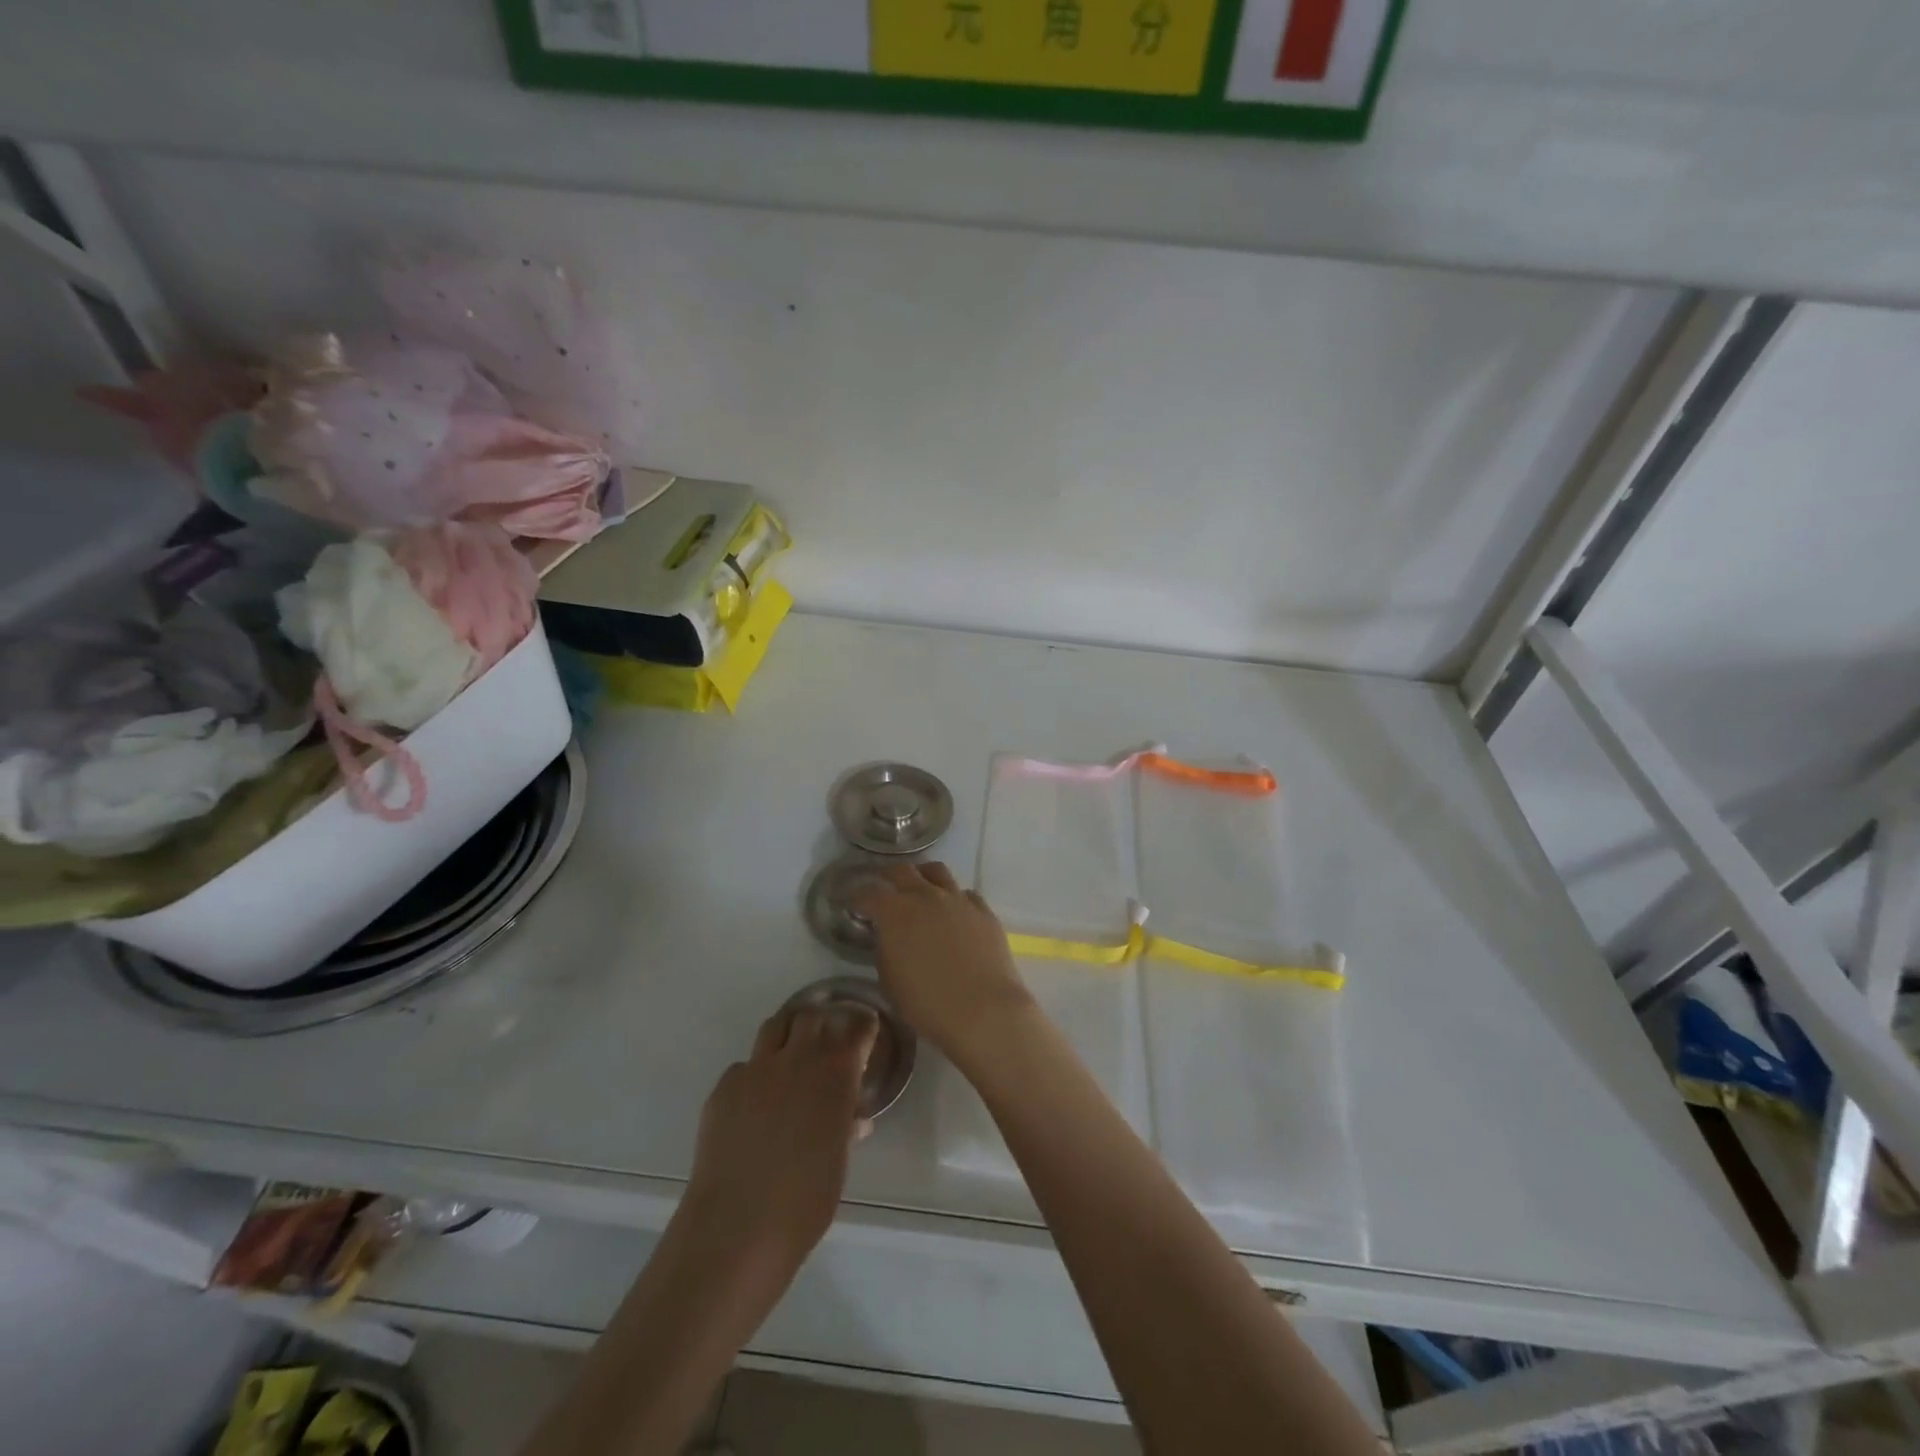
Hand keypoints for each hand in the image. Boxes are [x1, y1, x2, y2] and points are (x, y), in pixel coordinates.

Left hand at [681, 1006, 878, 1285]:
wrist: (738, 1227)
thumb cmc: (805, 1201)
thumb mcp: (838, 1162)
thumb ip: (845, 1128)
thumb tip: (853, 1118)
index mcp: (835, 1074)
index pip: (856, 1028)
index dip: (862, 1026)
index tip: (866, 1030)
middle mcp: (797, 1059)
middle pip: (812, 1017)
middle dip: (823, 1023)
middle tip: (828, 1041)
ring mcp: (756, 1069)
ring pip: (775, 1027)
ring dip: (788, 1035)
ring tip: (791, 1055)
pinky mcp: (724, 1088)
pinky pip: (744, 1066)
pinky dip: (755, 1073)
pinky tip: (755, 1101)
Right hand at [851, 862, 1035, 1064]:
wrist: (983, 1010)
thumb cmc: (928, 1003)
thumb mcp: (890, 980)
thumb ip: (886, 948)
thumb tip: (890, 936)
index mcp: (895, 912)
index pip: (868, 893)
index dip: (857, 898)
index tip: (853, 904)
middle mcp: (926, 896)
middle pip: (902, 871)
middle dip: (888, 877)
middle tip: (884, 888)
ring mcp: (958, 900)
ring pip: (937, 871)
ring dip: (923, 876)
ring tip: (920, 889)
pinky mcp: (984, 911)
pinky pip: (965, 894)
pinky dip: (955, 898)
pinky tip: (954, 913)